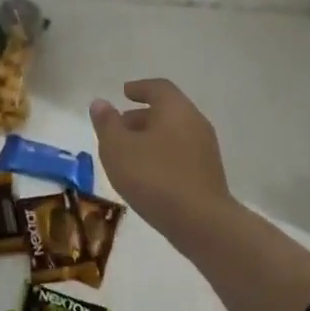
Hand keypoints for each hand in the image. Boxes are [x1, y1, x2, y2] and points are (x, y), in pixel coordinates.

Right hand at [90, 79, 237, 240]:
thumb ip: (107, 123)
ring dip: (151, 137)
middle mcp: (195, 122)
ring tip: (128, 153)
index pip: (158, 87)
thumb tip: (101, 103)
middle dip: (142, 115)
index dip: (139, 87)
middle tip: (119, 125)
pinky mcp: (208, 174)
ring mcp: (205, 150)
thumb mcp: (117, 148)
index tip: (124, 92)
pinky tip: (147, 174)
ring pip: (174, 133)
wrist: (201, 223)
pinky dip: (162, 154)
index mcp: (175, 109)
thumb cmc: (154, 177)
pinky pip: (181, 153)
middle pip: (167, 111)